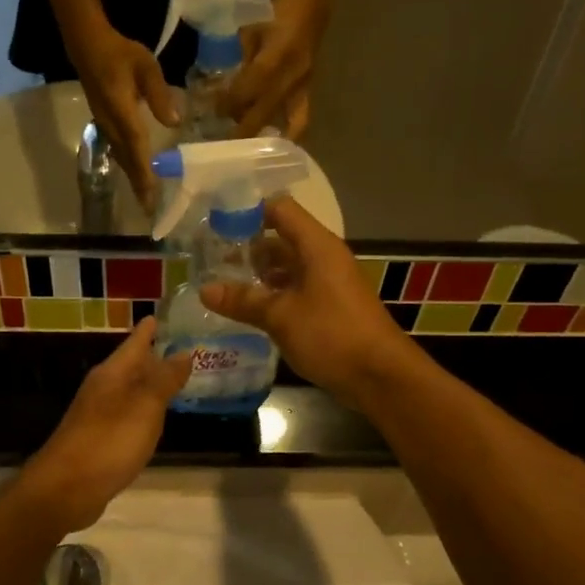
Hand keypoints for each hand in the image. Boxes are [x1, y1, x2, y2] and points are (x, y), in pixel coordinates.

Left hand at [18, 318, 192, 533]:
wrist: (64, 490)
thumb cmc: (108, 443)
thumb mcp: (144, 408)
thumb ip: (165, 380)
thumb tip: (184, 352)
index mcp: (112, 374)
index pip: (135, 342)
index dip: (150, 329)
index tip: (164, 314)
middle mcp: (103, 389)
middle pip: (132, 365)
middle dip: (155, 356)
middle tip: (185, 348)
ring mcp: (98, 415)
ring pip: (130, 390)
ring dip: (151, 384)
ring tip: (177, 379)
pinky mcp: (99, 439)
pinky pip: (127, 414)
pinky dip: (144, 410)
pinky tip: (156, 418)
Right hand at [68, 21, 179, 208]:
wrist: (87, 45)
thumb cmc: (119, 53)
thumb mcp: (145, 65)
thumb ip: (159, 93)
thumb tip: (174, 122)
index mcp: (121, 112)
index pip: (136, 148)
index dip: (145, 174)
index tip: (151, 196)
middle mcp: (111, 125)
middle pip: (127, 161)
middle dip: (139, 186)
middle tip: (150, 210)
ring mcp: (105, 126)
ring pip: (121, 158)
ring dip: (133, 179)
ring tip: (144, 199)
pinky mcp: (105, 123)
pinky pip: (118, 151)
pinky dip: (129, 165)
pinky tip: (136, 173)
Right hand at [199, 197, 417, 412]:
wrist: (380, 375)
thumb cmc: (331, 335)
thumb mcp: (280, 316)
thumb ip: (243, 301)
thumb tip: (205, 289)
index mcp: (317, 246)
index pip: (280, 209)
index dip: (248, 211)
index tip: (215, 223)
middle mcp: (323, 258)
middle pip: (281, 238)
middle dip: (247, 247)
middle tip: (209, 259)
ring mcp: (328, 283)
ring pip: (287, 267)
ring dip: (258, 274)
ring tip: (221, 284)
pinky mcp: (329, 307)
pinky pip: (295, 290)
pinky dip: (272, 294)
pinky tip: (247, 309)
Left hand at [225, 9, 320, 138]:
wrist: (311, 4)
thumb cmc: (275, 12)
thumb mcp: (250, 31)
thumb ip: (240, 60)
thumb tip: (223, 84)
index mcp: (273, 59)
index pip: (247, 91)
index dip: (229, 103)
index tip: (215, 112)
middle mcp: (290, 78)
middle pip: (262, 113)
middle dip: (242, 130)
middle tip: (225, 143)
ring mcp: (302, 86)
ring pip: (284, 123)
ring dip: (264, 134)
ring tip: (247, 147)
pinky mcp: (309, 90)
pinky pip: (301, 120)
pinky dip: (289, 135)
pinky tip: (277, 144)